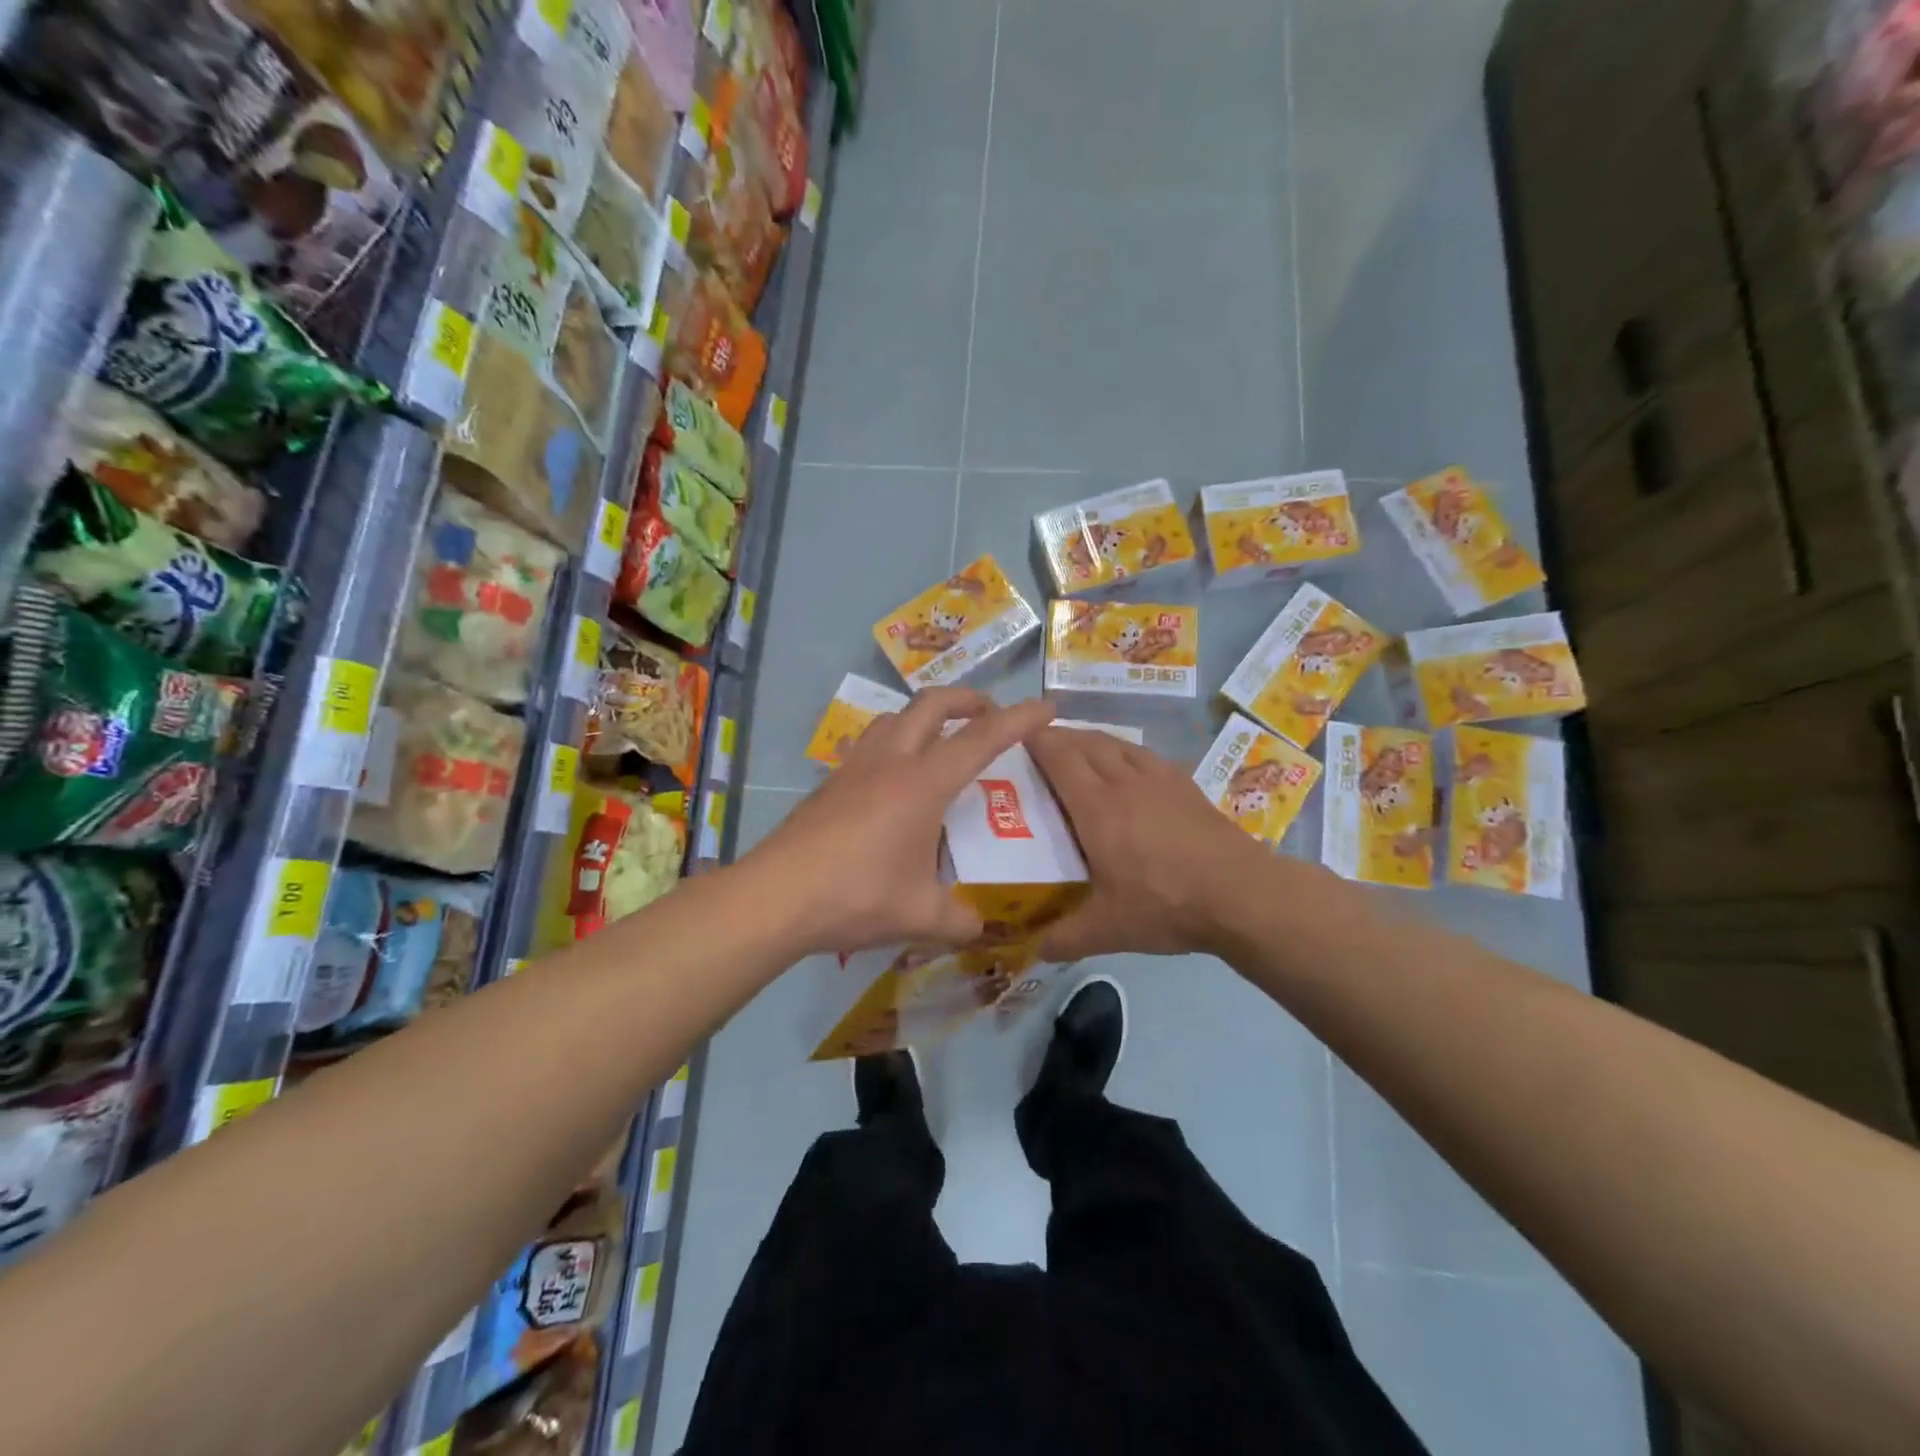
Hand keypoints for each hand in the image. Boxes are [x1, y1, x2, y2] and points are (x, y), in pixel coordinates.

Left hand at [742, 688, 1056, 957]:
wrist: (776, 896)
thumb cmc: (857, 896)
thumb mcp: (919, 914)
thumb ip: (959, 920)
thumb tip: (980, 928)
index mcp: (923, 783)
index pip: (982, 738)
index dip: (1019, 719)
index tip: (1047, 707)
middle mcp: (891, 761)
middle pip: (933, 705)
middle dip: (968, 699)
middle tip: (990, 713)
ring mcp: (855, 767)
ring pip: (894, 717)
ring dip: (925, 716)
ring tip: (940, 738)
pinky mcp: (830, 783)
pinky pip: (869, 744)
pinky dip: (893, 741)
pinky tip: (892, 779)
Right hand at [1027, 726, 1277, 961]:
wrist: (1242, 895)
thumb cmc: (1166, 904)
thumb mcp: (1108, 930)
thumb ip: (1065, 938)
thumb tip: (1034, 949)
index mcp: (1097, 807)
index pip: (1058, 757)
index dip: (1034, 740)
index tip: (1013, 735)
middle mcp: (1123, 781)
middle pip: (1085, 742)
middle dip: (1057, 737)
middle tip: (1036, 748)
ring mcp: (1158, 779)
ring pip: (1115, 743)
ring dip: (1090, 739)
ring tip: (1076, 751)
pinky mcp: (1184, 784)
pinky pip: (1143, 753)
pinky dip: (1122, 750)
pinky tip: (1125, 767)